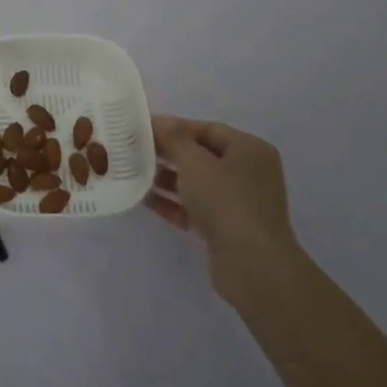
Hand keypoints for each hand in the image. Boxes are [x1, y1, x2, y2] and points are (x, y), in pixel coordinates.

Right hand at [146, 115, 298, 301]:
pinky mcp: (227, 229)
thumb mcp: (195, 163)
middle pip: (202, 156)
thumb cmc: (226, 201)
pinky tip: (143, 199)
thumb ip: (174, 139)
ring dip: (167, 178)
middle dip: (169, 153)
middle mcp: (248, 173)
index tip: (143, 128)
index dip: (175, 126)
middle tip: (134, 149)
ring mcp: (238, 203)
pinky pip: (195, 208)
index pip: (207, 129)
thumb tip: (160, 120)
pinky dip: (172, 203)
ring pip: (197, 183)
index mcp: (249, 149)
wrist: (253, 265)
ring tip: (133, 172)